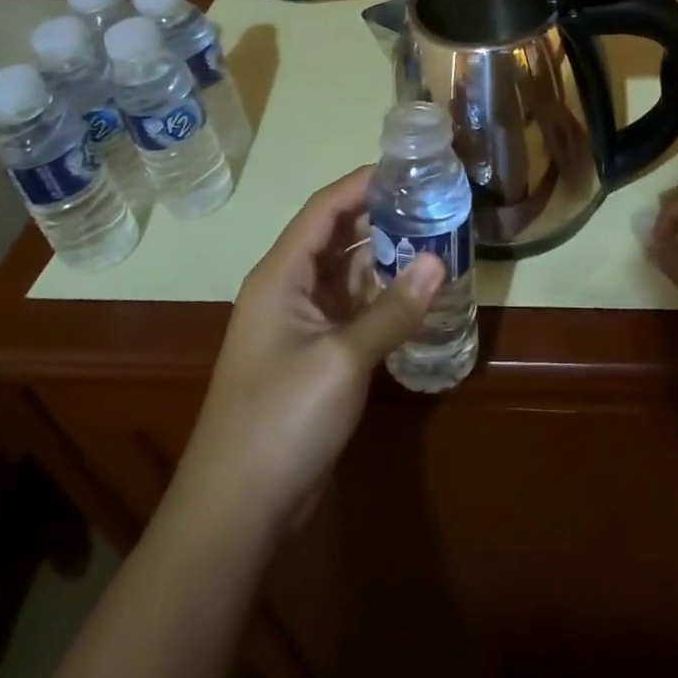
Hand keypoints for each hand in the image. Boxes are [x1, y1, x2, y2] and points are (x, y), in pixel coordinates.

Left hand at [173, 168, 443, 535]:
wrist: (237, 510)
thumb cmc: (281, 420)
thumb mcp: (342, 360)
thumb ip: (392, 309)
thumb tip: (440, 261)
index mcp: (280, 275)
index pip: (324, 209)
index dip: (362, 183)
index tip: (409, 167)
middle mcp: (288, 289)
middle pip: (336, 236)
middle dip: (381, 216)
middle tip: (434, 202)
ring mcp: (301, 323)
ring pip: (347, 273)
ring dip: (385, 256)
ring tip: (436, 238)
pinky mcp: (314, 354)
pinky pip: (353, 308)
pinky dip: (383, 297)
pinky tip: (418, 293)